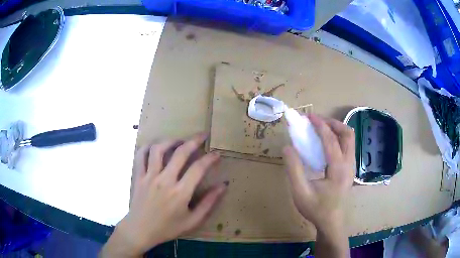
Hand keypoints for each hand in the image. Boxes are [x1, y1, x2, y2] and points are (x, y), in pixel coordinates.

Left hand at [101, 133, 226, 256]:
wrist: (140, 231)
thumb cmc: (167, 228)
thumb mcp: (193, 221)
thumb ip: (209, 203)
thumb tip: (223, 185)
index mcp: (180, 193)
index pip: (198, 168)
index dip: (210, 158)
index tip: (216, 154)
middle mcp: (164, 180)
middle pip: (180, 153)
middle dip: (194, 141)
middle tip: (202, 136)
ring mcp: (149, 176)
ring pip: (159, 149)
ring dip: (171, 141)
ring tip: (179, 141)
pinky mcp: (138, 176)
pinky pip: (141, 155)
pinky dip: (148, 147)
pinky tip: (155, 147)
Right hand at [283, 114, 354, 232]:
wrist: (331, 222)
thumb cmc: (316, 209)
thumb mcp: (300, 192)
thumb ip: (293, 169)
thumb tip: (287, 147)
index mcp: (338, 169)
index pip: (331, 140)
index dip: (320, 125)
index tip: (309, 116)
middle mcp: (349, 164)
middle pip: (348, 134)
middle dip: (333, 123)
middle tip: (317, 121)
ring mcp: (352, 166)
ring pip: (350, 139)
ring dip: (336, 129)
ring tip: (321, 129)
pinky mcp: (350, 169)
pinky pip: (347, 146)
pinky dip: (338, 138)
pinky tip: (326, 144)